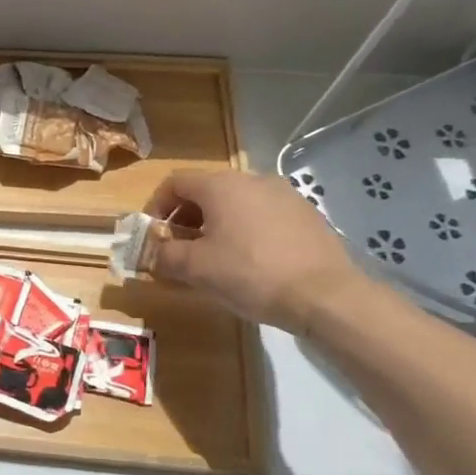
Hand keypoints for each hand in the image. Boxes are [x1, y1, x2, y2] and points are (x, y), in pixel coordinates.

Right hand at [144, 168, 366, 334]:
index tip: (154, 234)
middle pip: (206, 190)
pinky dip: (247, 230)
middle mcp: (253, 179)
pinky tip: (251, 262)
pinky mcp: (307, 215)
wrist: (325, 295)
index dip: (157, 205)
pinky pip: (263, 215)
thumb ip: (164, 255)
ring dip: (217, 224)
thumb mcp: (196, 268)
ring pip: (237, 203)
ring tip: (215, 257)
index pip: (175, 182)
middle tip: (181, 248)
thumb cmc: (250, 274)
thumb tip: (150, 252)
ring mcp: (285, 195)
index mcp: (221, 185)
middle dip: (186, 217)